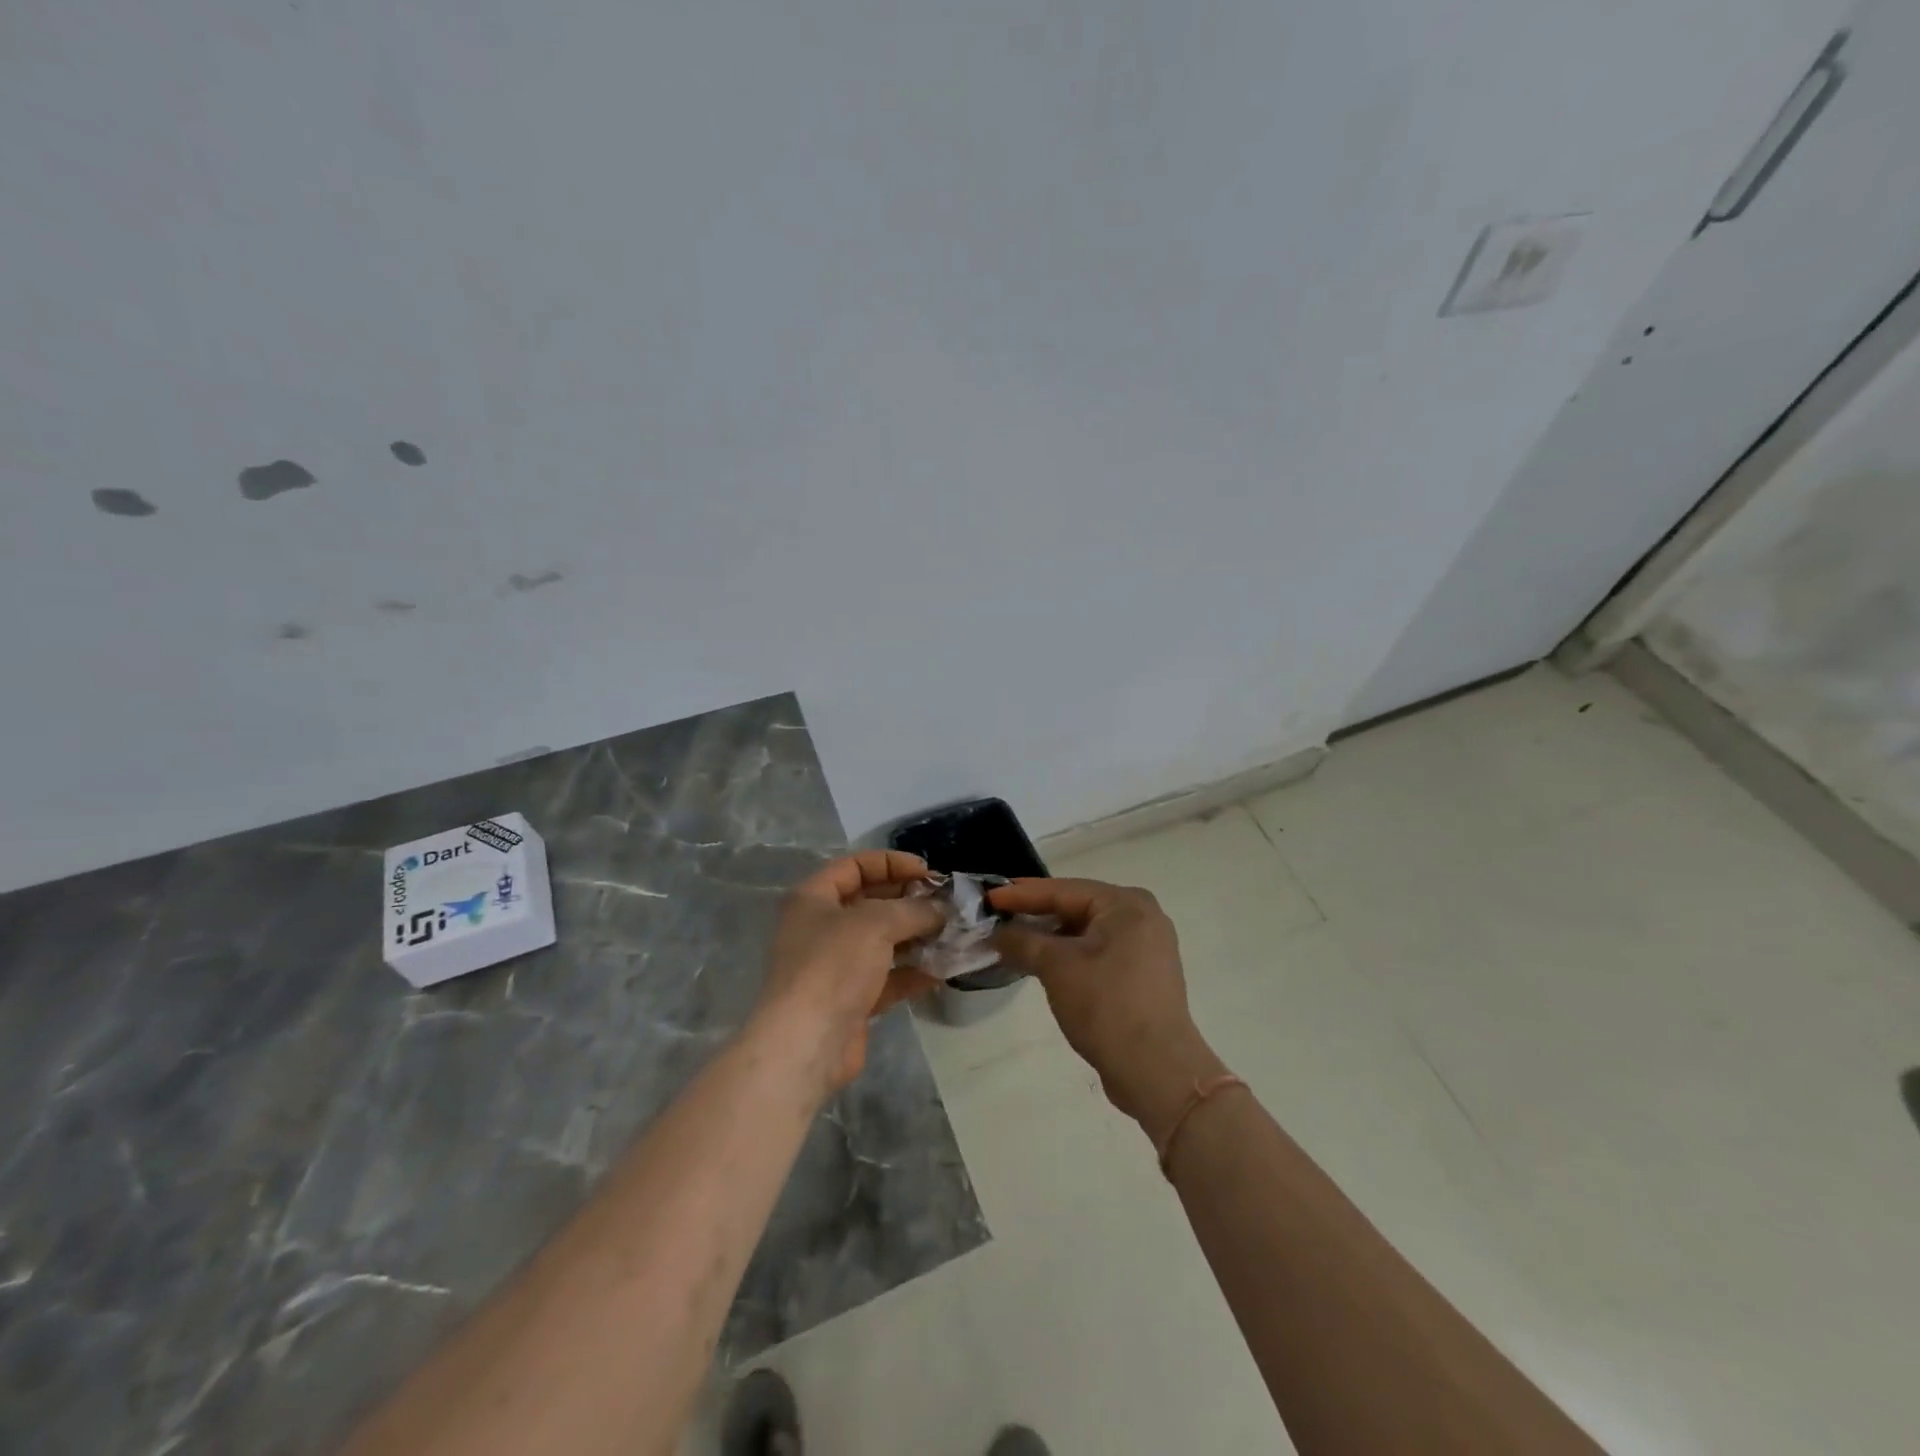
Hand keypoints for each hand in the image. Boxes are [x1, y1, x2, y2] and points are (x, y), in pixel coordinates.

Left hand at [753, 851, 944, 1095]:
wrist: (806, 1044)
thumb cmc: (833, 965)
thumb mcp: (876, 923)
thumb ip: (913, 910)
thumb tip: (940, 910)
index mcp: (813, 898)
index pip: (855, 866)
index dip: (892, 863)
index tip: (929, 872)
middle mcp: (821, 927)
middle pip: (870, 902)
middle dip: (910, 901)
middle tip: (947, 904)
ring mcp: (835, 966)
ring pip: (882, 942)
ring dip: (916, 936)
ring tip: (953, 934)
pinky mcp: (850, 1000)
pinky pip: (887, 977)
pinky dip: (913, 972)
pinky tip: (944, 970)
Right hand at [989, 878, 1226, 1145]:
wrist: (1157, 1071)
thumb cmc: (1106, 1006)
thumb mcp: (1057, 967)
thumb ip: (1022, 941)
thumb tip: (997, 933)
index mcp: (1127, 904)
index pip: (1063, 890)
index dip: (1021, 894)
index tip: (988, 897)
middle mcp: (1142, 917)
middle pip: (1076, 908)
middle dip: (1035, 915)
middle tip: (996, 918)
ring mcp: (1145, 948)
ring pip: (1085, 933)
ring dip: (1049, 938)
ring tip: (1012, 942)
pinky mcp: (1142, 976)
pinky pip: (1097, 953)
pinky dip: (1069, 956)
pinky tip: (1042, 964)